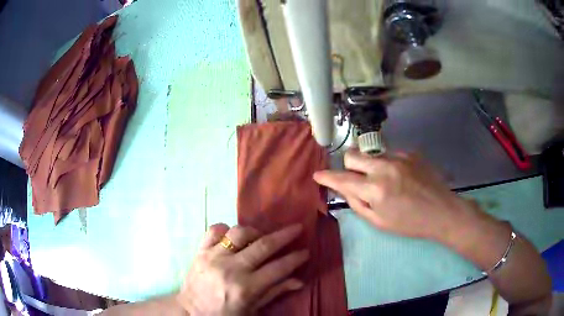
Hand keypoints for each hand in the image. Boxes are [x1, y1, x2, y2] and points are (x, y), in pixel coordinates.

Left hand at [178, 223, 308, 315]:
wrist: (190, 311)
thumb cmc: (224, 314)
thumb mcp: (252, 310)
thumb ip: (274, 293)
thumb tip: (299, 281)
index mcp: (246, 288)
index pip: (278, 268)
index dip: (295, 258)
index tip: (306, 251)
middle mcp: (231, 269)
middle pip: (263, 245)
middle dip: (284, 235)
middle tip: (297, 228)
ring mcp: (213, 257)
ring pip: (238, 233)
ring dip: (255, 231)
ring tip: (261, 237)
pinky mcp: (200, 251)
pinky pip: (214, 230)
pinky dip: (225, 229)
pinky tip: (232, 236)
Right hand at [314, 149, 473, 240]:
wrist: (442, 211)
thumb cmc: (410, 223)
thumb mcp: (379, 222)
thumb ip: (357, 204)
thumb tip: (344, 189)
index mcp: (375, 189)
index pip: (342, 179)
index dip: (326, 177)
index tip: (317, 175)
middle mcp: (384, 167)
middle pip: (352, 155)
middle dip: (348, 166)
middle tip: (356, 178)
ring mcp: (399, 157)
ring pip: (372, 154)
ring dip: (370, 166)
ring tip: (385, 181)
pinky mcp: (411, 153)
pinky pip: (390, 154)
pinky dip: (388, 164)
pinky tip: (401, 177)